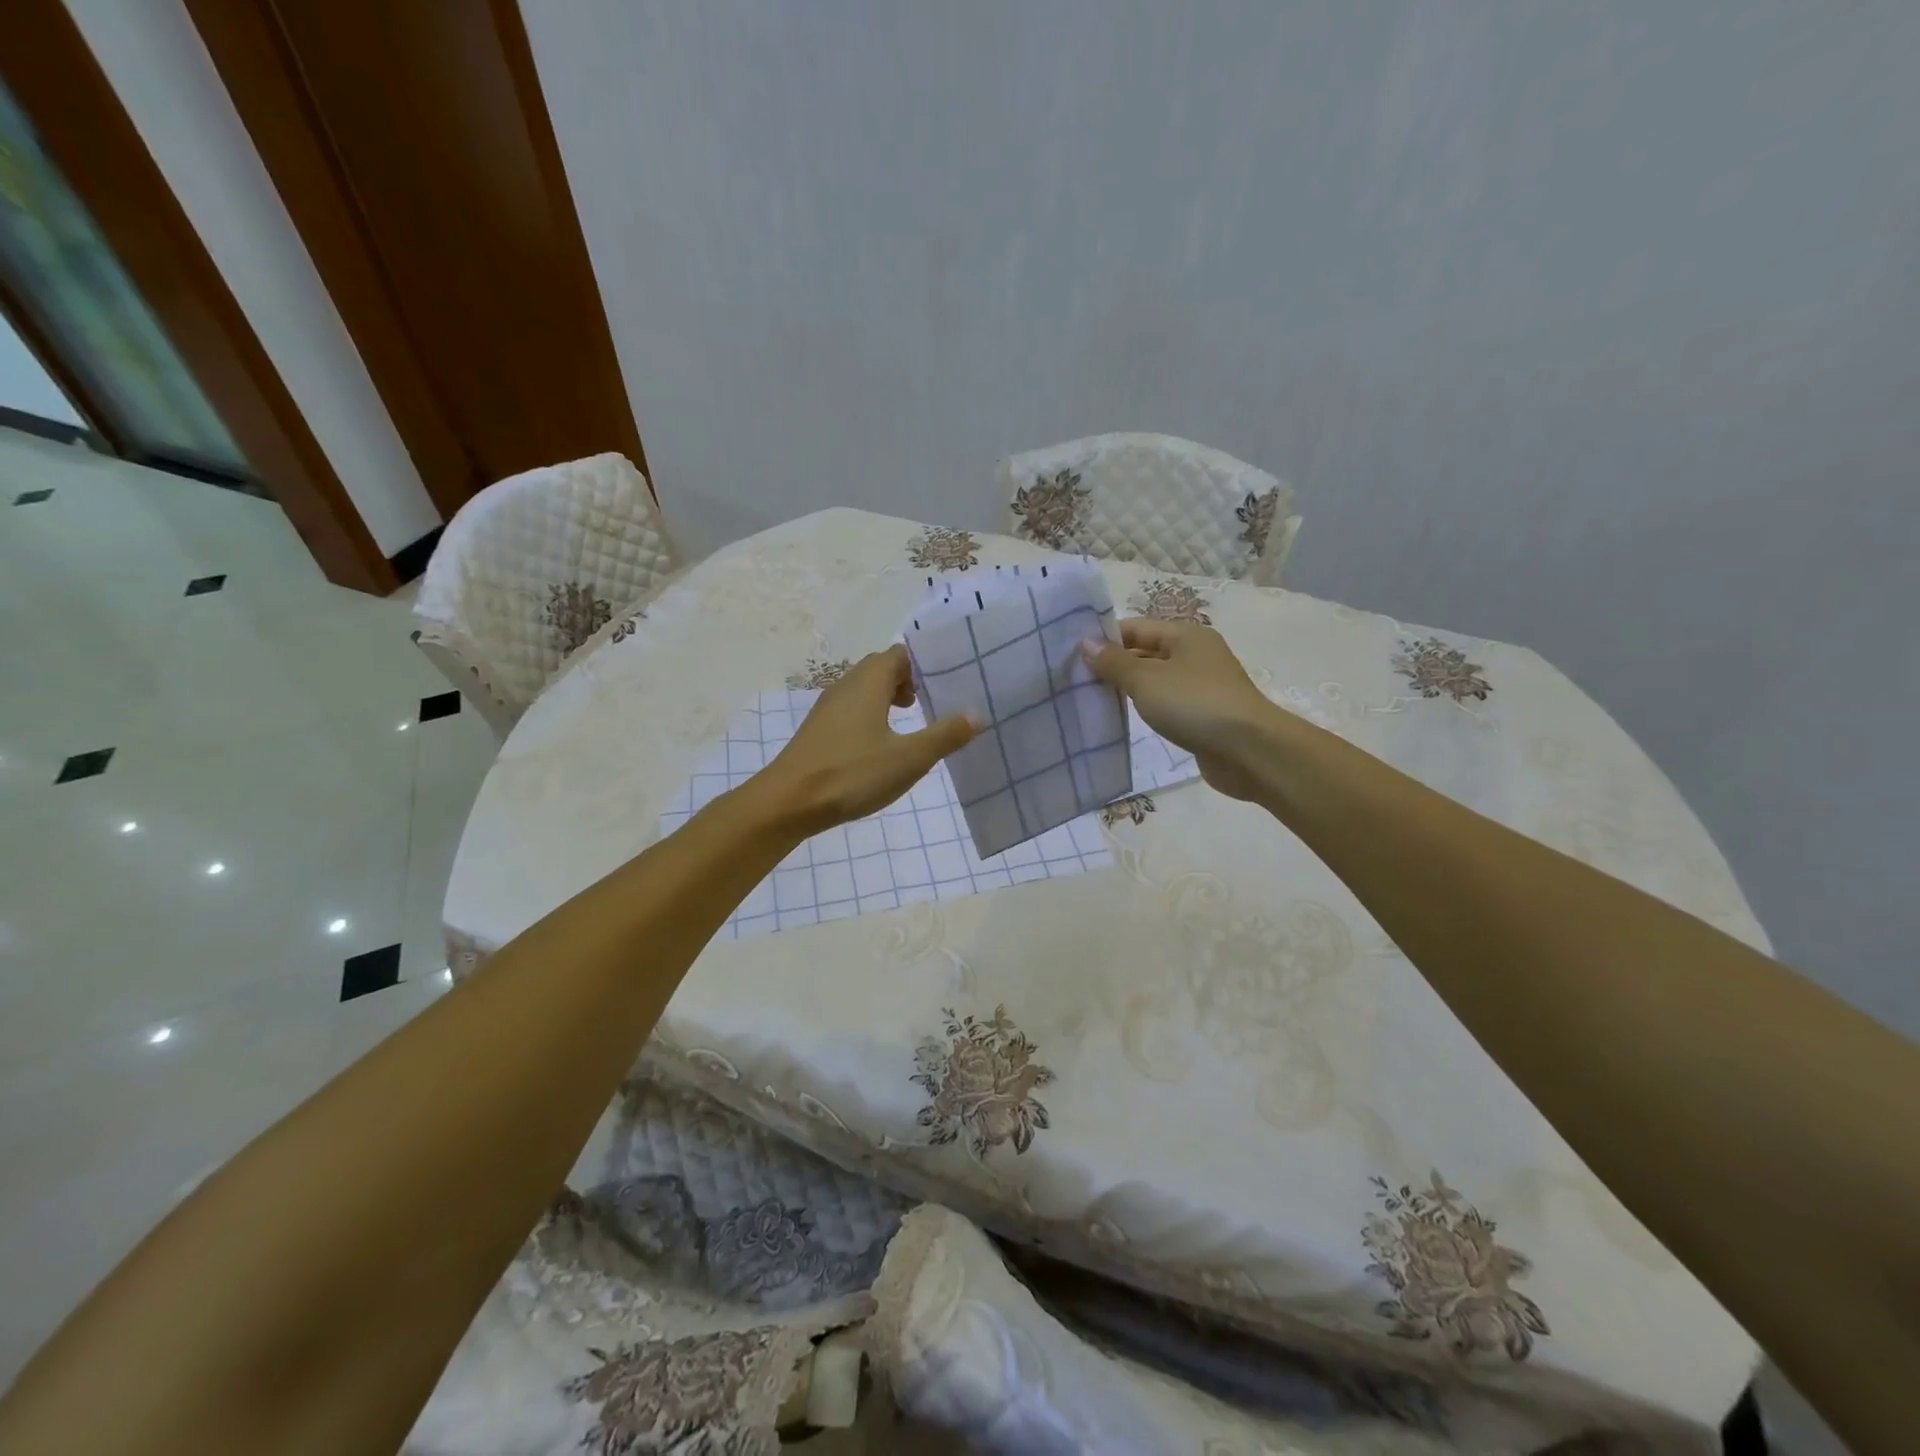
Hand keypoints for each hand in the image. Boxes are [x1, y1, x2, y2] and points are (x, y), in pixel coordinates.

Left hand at [759, 646, 975, 830]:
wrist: (788, 803)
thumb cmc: (851, 774)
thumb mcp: (908, 758)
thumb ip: (944, 735)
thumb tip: (977, 715)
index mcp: (868, 682)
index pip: (901, 654)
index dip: (926, 663)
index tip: (951, 679)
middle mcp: (846, 685)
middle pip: (883, 668)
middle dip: (911, 680)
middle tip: (937, 700)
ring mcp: (829, 708)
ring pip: (866, 689)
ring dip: (891, 698)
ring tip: (915, 720)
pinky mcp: (820, 730)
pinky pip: (853, 708)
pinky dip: (874, 715)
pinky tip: (884, 743)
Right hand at [1081, 618, 1276, 801]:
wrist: (1249, 750)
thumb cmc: (1194, 704)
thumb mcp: (1146, 679)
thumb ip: (1114, 662)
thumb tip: (1086, 644)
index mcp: (1186, 635)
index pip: (1136, 627)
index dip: (1105, 638)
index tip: (1072, 654)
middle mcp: (1197, 654)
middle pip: (1146, 652)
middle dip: (1114, 664)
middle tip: (1075, 679)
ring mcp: (1203, 686)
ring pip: (1156, 680)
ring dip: (1129, 688)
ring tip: (1093, 698)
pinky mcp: (1205, 715)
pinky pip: (1167, 704)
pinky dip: (1146, 708)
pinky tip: (1125, 718)